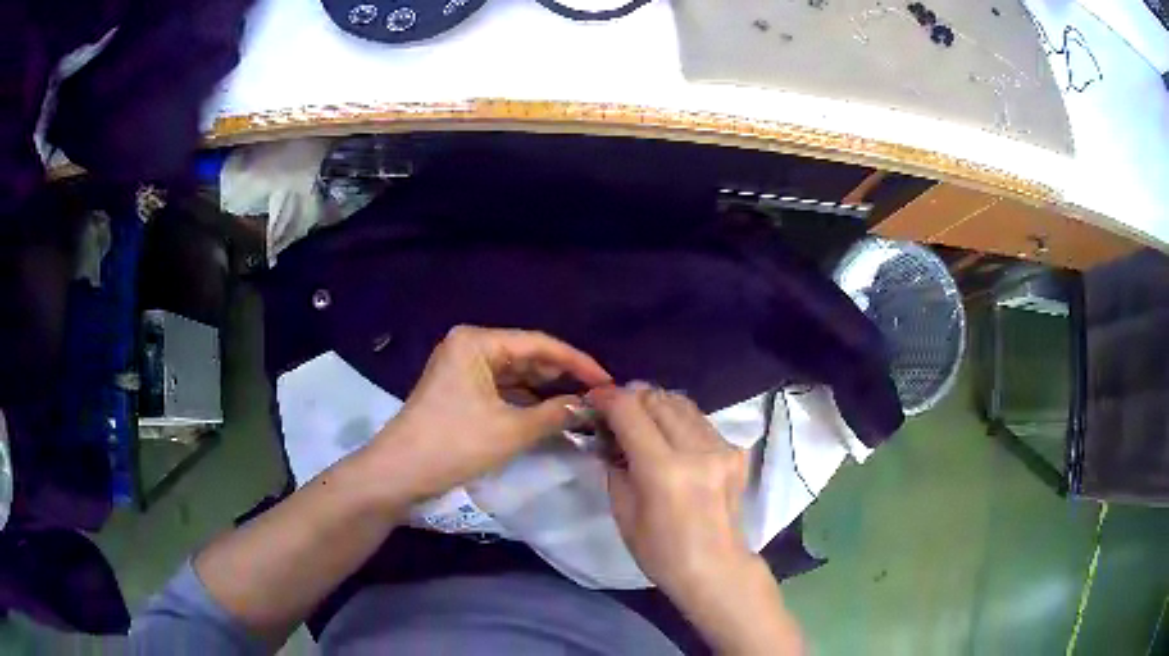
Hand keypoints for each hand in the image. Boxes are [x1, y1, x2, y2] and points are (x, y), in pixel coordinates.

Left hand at [370, 326, 611, 500]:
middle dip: (561, 377)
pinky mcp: (460, 391)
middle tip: (598, 396)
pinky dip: (526, 402)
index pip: (538, 344)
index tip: (607, 381)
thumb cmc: (453, 444)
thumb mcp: (510, 430)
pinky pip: (502, 390)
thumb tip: (587, 406)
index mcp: (477, 341)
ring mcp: (463, 369)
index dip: (576, 362)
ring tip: (581, 405)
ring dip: (545, 391)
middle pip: (527, 356)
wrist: (399, 473)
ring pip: (515, 375)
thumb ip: (554, 413)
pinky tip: (550, 414)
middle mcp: (469, 347)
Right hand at [588, 385, 752, 594]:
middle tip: (616, 412)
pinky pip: (701, 421)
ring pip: (683, 403)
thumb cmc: (661, 552)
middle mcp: (696, 450)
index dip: (608, 398)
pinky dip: (680, 420)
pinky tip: (671, 439)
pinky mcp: (736, 452)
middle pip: (658, 399)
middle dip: (632, 398)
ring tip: (643, 422)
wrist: (716, 568)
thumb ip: (615, 466)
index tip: (594, 400)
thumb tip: (610, 436)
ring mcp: (722, 448)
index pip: (630, 411)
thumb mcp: (623, 512)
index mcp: (663, 470)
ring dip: (657, 405)